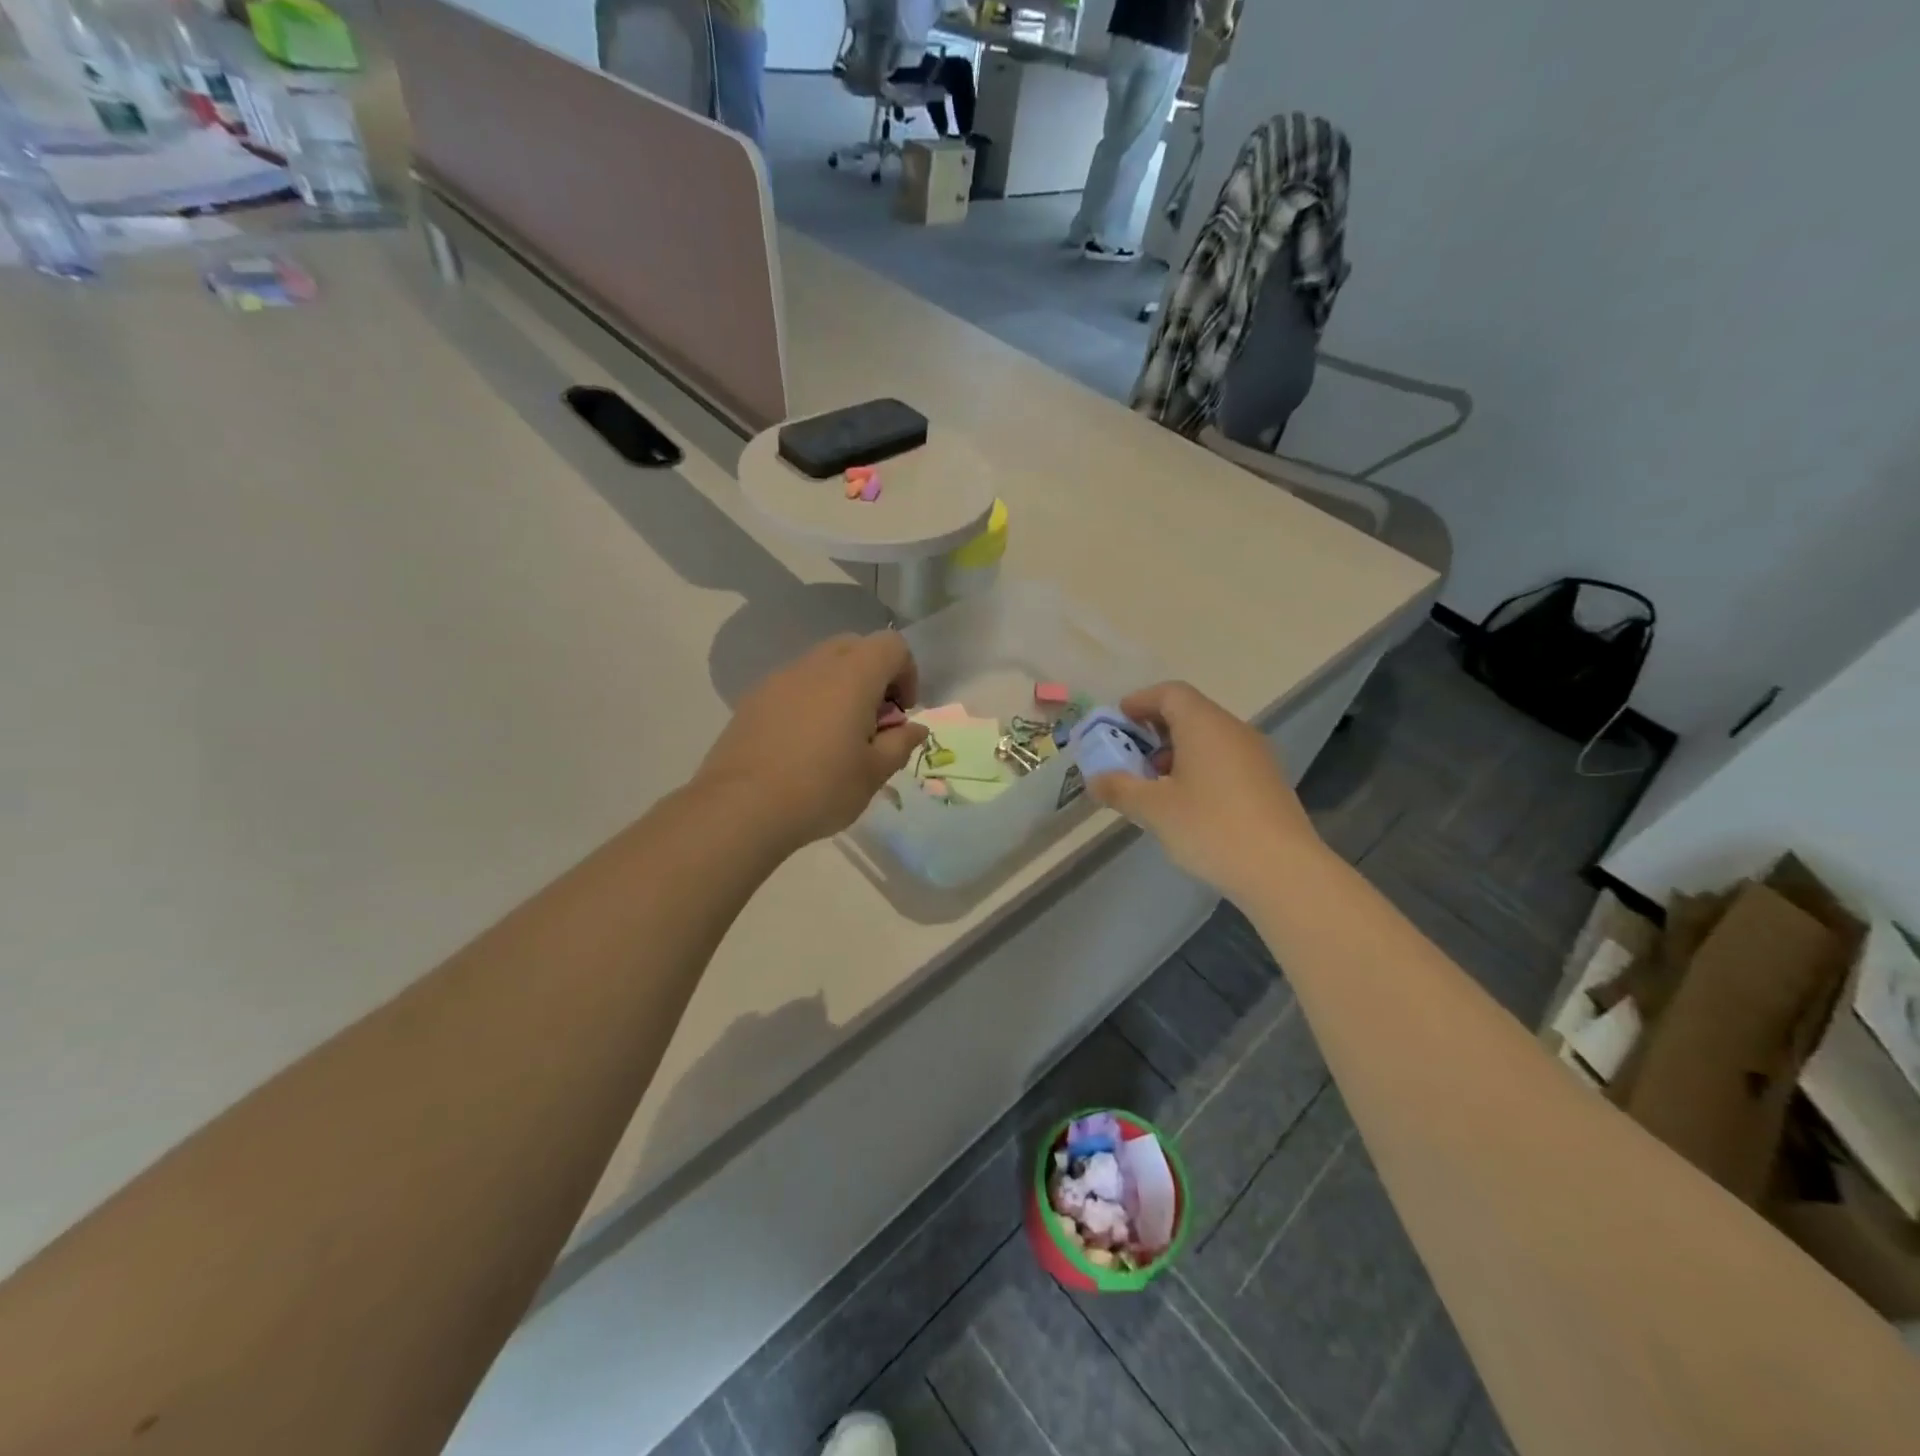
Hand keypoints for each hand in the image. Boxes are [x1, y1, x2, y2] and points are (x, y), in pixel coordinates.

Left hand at [694, 632, 928, 851]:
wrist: (740, 808)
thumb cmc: (820, 789)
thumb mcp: (874, 773)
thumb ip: (900, 743)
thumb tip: (914, 728)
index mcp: (852, 676)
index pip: (892, 645)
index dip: (907, 673)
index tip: (902, 713)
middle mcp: (815, 665)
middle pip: (855, 646)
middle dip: (874, 675)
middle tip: (874, 721)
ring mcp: (779, 679)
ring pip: (821, 664)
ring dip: (841, 687)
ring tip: (838, 736)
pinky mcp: (753, 699)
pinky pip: (793, 685)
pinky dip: (810, 700)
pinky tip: (803, 744)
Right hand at [1086, 682, 1322, 901]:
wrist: (1283, 870)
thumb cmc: (1210, 828)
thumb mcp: (1154, 809)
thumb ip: (1119, 788)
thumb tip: (1095, 780)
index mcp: (1204, 724)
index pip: (1170, 693)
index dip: (1140, 702)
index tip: (1118, 723)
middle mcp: (1233, 730)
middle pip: (1189, 713)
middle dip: (1153, 731)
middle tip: (1128, 758)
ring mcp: (1256, 755)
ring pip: (1207, 738)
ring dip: (1175, 752)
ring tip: (1154, 786)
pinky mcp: (1267, 782)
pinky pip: (1224, 760)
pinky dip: (1198, 768)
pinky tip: (1186, 804)